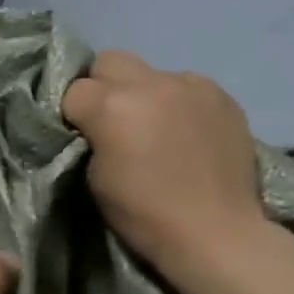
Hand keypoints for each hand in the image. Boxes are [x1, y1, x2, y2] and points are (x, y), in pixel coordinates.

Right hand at [60, 51, 267, 273]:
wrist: (215, 232)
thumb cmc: (144, 214)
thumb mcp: (96, 179)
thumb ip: (92, 138)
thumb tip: (97, 125)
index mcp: (111, 106)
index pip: (73, 90)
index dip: (72, 114)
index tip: (80, 135)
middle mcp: (150, 83)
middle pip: (109, 61)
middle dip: (102, 86)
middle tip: (111, 120)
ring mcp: (190, 85)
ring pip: (151, 72)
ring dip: (144, 94)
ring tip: (156, 127)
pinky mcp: (221, 95)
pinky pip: (187, 86)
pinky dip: (178, 103)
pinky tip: (186, 132)